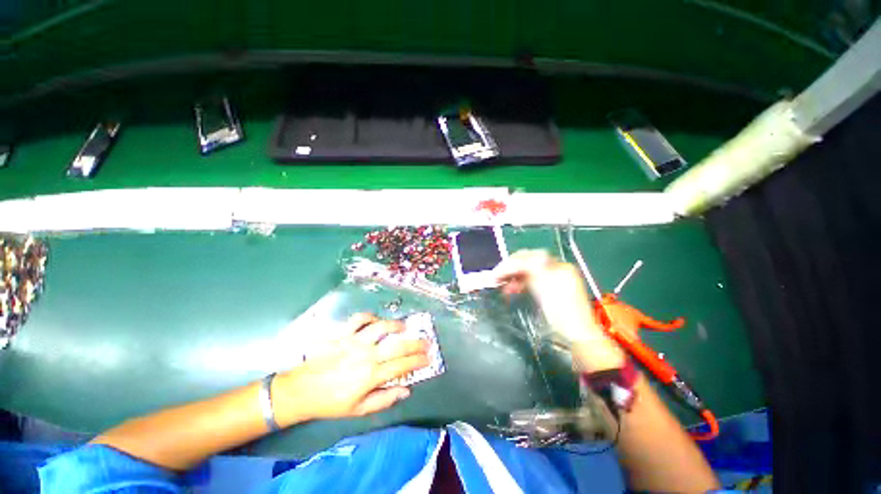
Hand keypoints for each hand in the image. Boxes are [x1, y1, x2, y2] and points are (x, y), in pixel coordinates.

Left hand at [272, 314, 429, 424]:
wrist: (301, 391)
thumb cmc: (331, 402)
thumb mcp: (359, 409)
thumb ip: (384, 399)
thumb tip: (406, 390)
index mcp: (371, 376)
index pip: (402, 366)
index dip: (417, 361)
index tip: (428, 358)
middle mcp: (366, 356)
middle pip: (397, 346)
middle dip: (415, 343)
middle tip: (426, 342)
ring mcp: (354, 341)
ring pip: (381, 327)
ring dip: (395, 325)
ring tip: (404, 326)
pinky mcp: (343, 333)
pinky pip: (359, 319)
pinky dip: (370, 317)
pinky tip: (376, 321)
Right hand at [494, 250, 624, 371]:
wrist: (576, 336)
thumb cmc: (562, 311)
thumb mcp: (544, 287)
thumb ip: (530, 269)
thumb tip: (515, 260)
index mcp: (559, 267)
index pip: (530, 257)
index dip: (512, 263)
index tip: (497, 272)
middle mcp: (557, 270)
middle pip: (529, 263)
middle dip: (511, 269)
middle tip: (497, 277)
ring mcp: (553, 281)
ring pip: (528, 273)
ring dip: (514, 278)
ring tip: (503, 287)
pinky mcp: (549, 292)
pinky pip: (531, 282)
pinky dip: (521, 284)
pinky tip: (512, 290)